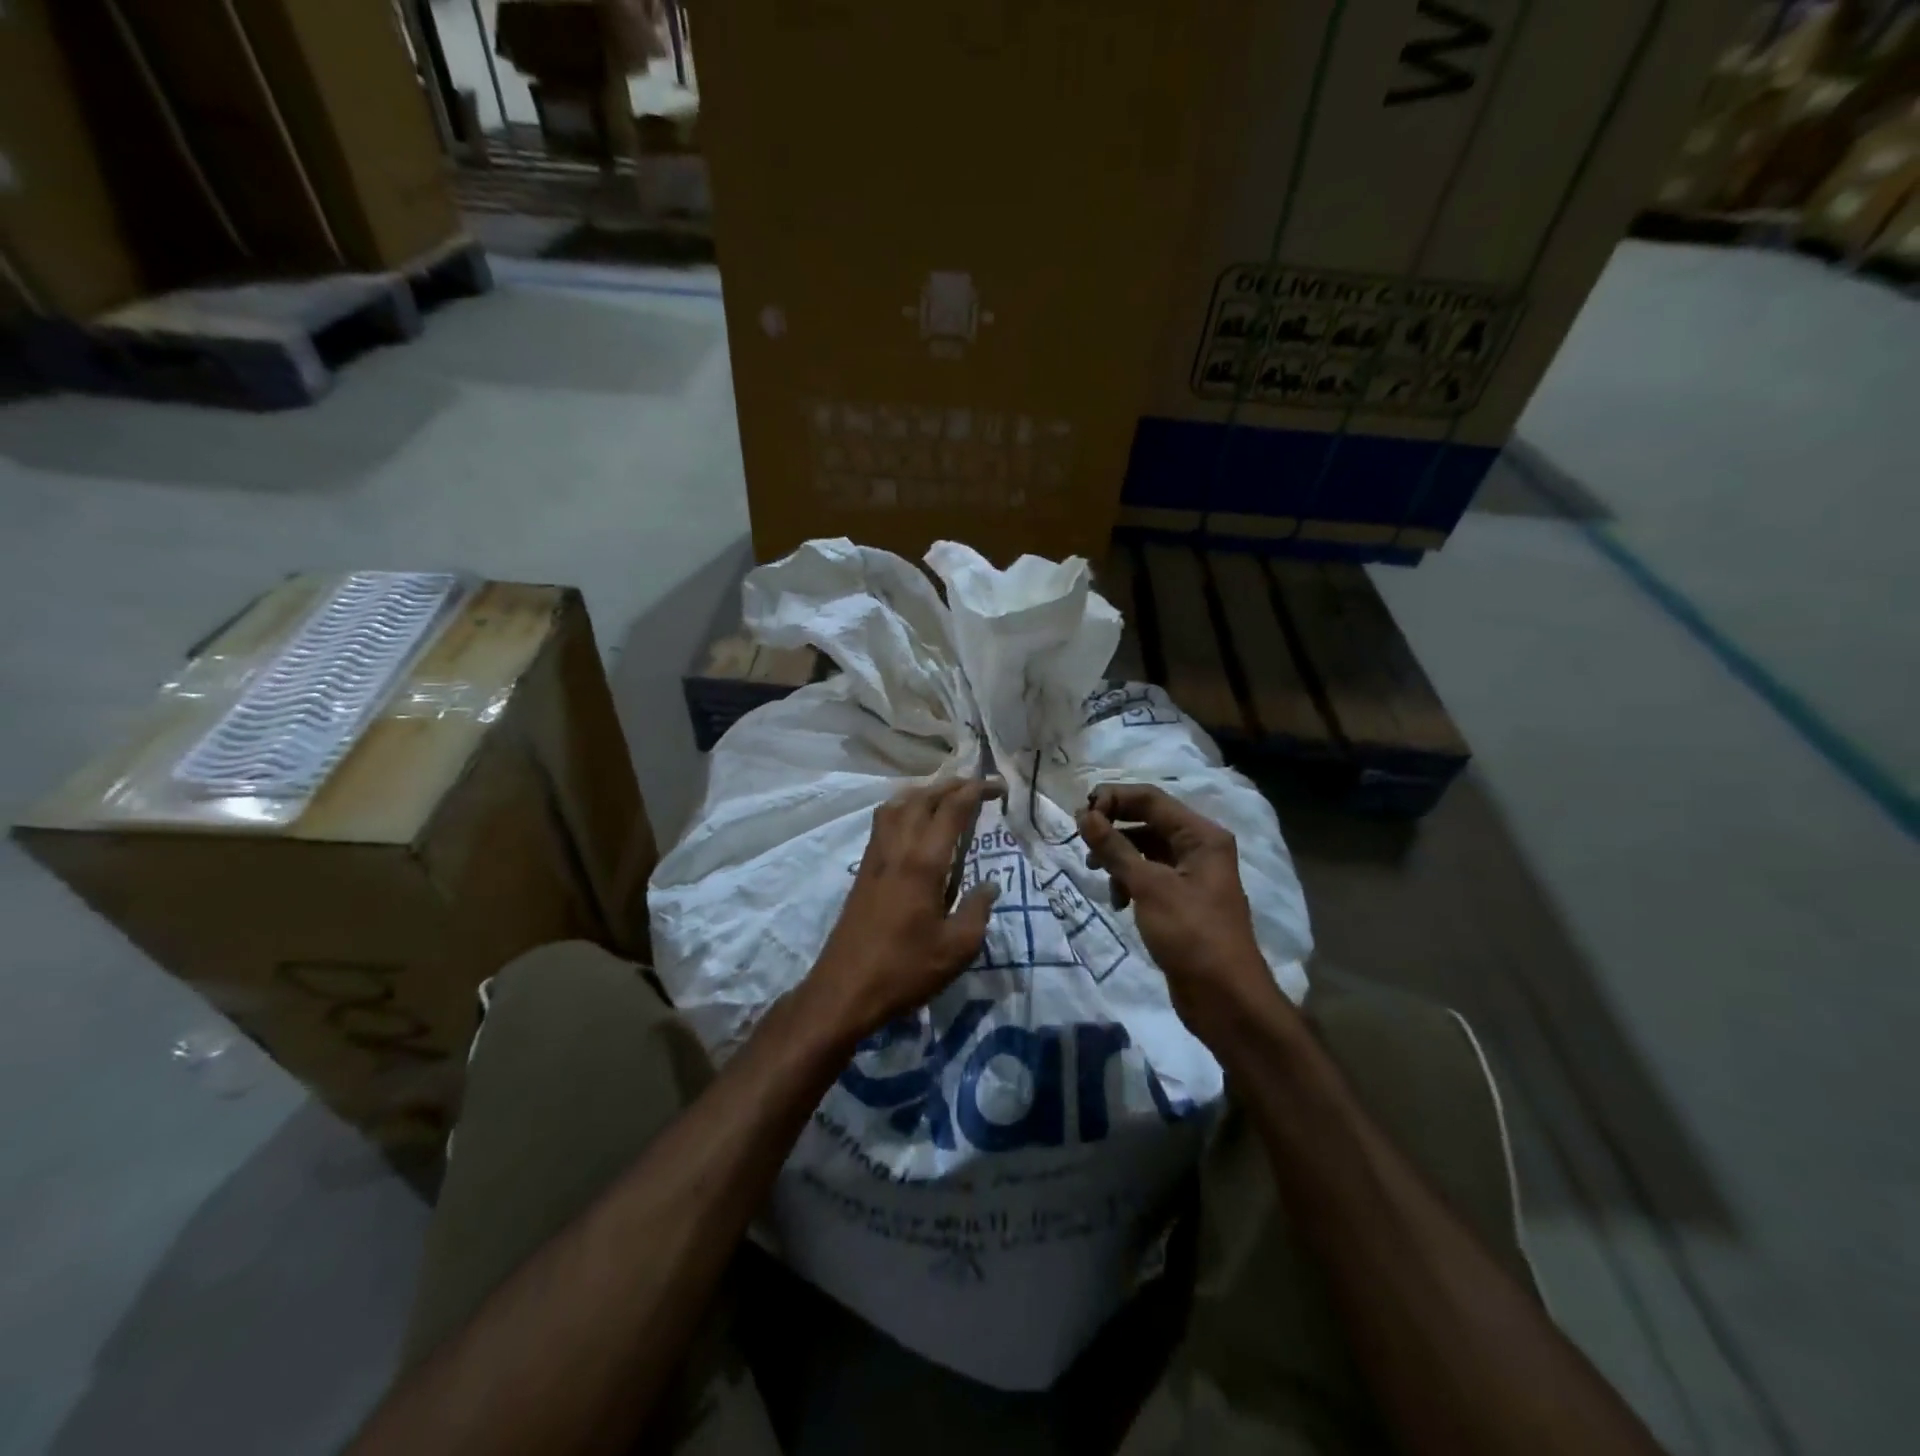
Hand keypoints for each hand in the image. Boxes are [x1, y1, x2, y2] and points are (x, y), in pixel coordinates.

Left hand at [801, 778, 1005, 1044]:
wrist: (845, 989)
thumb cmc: (905, 970)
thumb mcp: (957, 948)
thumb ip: (978, 910)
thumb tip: (988, 885)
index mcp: (923, 862)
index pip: (952, 809)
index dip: (976, 791)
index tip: (999, 787)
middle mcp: (897, 848)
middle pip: (923, 797)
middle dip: (952, 785)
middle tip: (977, 787)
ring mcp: (875, 856)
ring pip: (897, 804)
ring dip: (924, 792)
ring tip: (946, 797)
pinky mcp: (863, 870)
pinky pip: (883, 821)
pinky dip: (903, 807)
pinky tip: (913, 823)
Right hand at [1077, 784, 1290, 1046]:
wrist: (1225, 999)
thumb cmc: (1191, 934)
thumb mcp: (1149, 886)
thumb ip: (1114, 848)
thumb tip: (1084, 814)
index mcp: (1201, 836)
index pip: (1151, 799)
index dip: (1114, 799)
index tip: (1080, 814)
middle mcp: (1200, 848)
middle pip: (1148, 821)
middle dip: (1114, 829)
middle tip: (1083, 843)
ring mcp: (1192, 875)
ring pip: (1146, 849)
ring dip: (1119, 857)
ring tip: (1097, 873)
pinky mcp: (1182, 901)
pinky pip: (1150, 876)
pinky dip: (1129, 882)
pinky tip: (1118, 902)